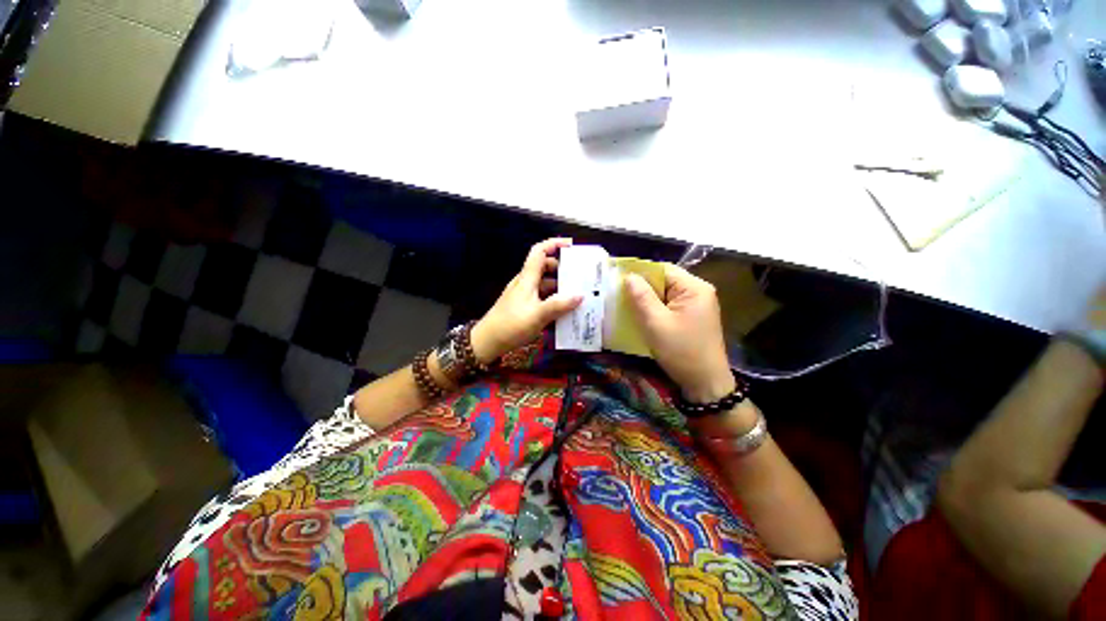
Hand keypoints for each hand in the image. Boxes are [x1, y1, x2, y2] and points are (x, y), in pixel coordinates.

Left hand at [471, 238, 582, 362]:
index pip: (539, 252)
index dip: (554, 244)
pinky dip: (554, 299)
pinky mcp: (524, 307)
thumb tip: (580, 296)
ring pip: (545, 284)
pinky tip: (564, 309)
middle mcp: (526, 283)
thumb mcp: (538, 315)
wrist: (488, 341)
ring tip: (578, 293)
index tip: (571, 246)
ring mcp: (524, 295)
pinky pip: (542, 297)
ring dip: (560, 286)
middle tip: (580, 276)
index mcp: (527, 278)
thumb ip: (559, 305)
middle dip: (562, 268)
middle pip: (545, 267)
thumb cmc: (511, 324)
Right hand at [625, 264, 734, 402]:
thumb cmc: (681, 352)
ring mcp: (696, 305)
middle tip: (618, 296)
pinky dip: (654, 310)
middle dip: (642, 288)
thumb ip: (642, 297)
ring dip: (646, 300)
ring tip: (626, 306)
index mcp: (694, 288)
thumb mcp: (656, 323)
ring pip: (664, 294)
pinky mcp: (692, 317)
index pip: (662, 270)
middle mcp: (698, 291)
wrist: (705, 383)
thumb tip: (628, 276)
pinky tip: (641, 317)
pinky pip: (668, 306)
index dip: (639, 273)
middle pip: (664, 281)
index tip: (618, 281)